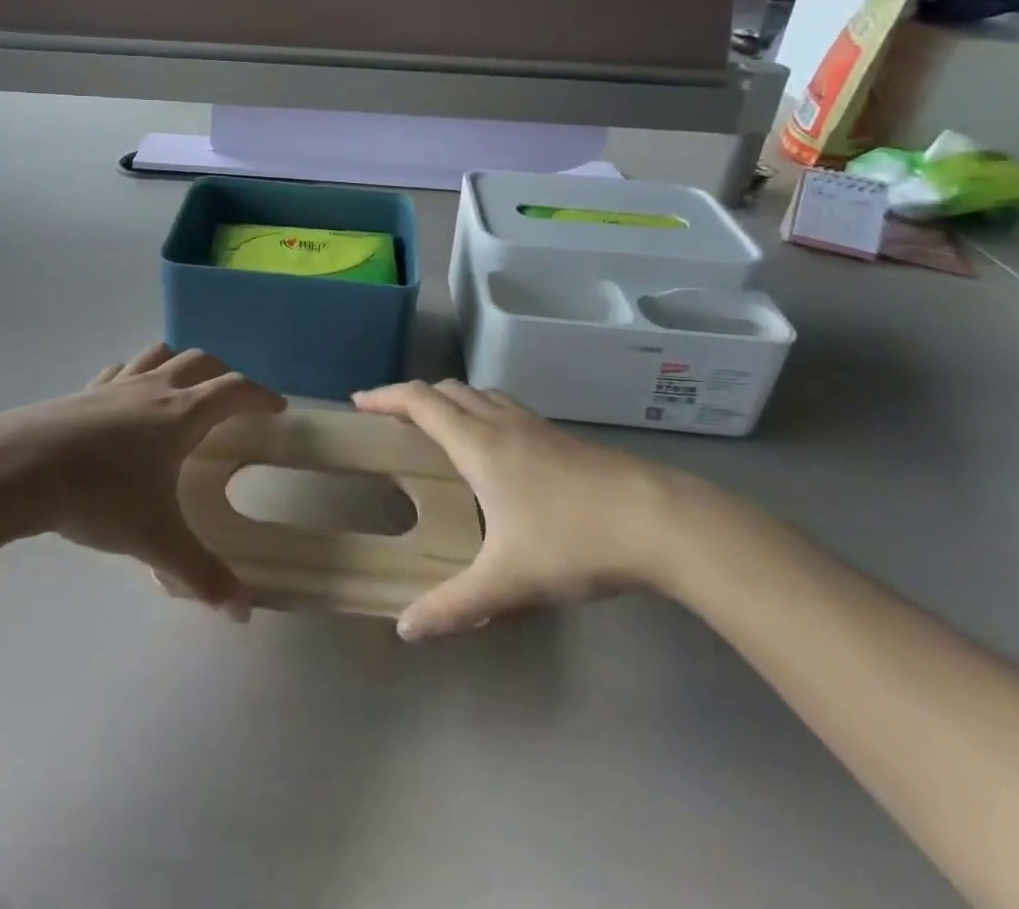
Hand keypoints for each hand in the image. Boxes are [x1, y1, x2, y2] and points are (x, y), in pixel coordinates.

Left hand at [0, 344, 284, 619]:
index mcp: (182, 415)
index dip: (260, 395)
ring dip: (181, 364)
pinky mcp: (84, 391)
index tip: (277, 407)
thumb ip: (201, 575)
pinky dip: (137, 374)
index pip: (234, 391)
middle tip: (235, 401)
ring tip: (186, 388)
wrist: (23, 468)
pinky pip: (121, 370)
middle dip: (225, 376)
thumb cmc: (99, 496)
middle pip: (200, 363)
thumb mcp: (155, 540)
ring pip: (160, 355)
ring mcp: (116, 385)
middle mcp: (154, 389)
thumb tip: (243, 614)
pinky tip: (129, 396)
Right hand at [353, 381, 701, 639]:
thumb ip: (454, 606)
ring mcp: (536, 426)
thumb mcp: (509, 581)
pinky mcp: (562, 437)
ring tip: (438, 430)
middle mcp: (502, 422)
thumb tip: (406, 629)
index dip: (384, 396)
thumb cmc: (573, 540)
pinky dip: (482, 413)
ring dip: (450, 402)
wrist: (660, 520)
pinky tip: (495, 451)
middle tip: (393, 420)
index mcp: (478, 443)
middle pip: (447, 389)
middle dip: (413, 398)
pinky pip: (506, 409)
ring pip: (480, 395)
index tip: (358, 402)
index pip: (419, 401)